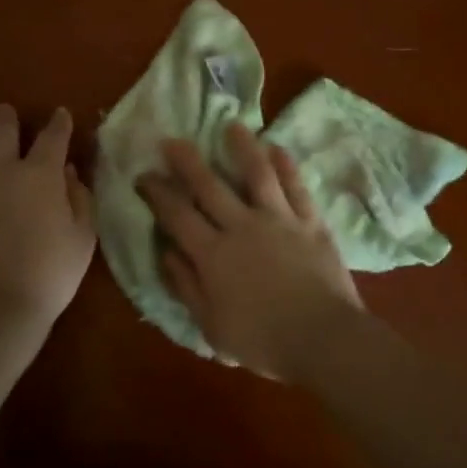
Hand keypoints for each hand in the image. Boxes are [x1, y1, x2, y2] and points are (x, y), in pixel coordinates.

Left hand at [0, 105, 95, 337]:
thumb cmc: (49, 273)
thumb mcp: (83, 236)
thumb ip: (79, 198)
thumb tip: (68, 173)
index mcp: (39, 174)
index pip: (52, 137)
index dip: (59, 123)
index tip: (61, 115)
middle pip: (1, 131)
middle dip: (7, 119)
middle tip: (7, 112)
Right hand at [137, 123, 363, 378]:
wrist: (322, 337)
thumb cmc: (262, 341)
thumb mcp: (212, 326)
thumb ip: (187, 286)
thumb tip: (166, 253)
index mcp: (213, 254)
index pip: (177, 216)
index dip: (158, 193)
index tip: (144, 175)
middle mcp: (242, 227)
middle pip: (210, 186)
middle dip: (187, 161)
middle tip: (172, 140)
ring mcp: (279, 220)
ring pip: (258, 174)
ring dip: (243, 148)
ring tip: (233, 126)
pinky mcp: (310, 222)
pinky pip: (297, 187)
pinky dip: (286, 166)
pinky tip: (278, 149)